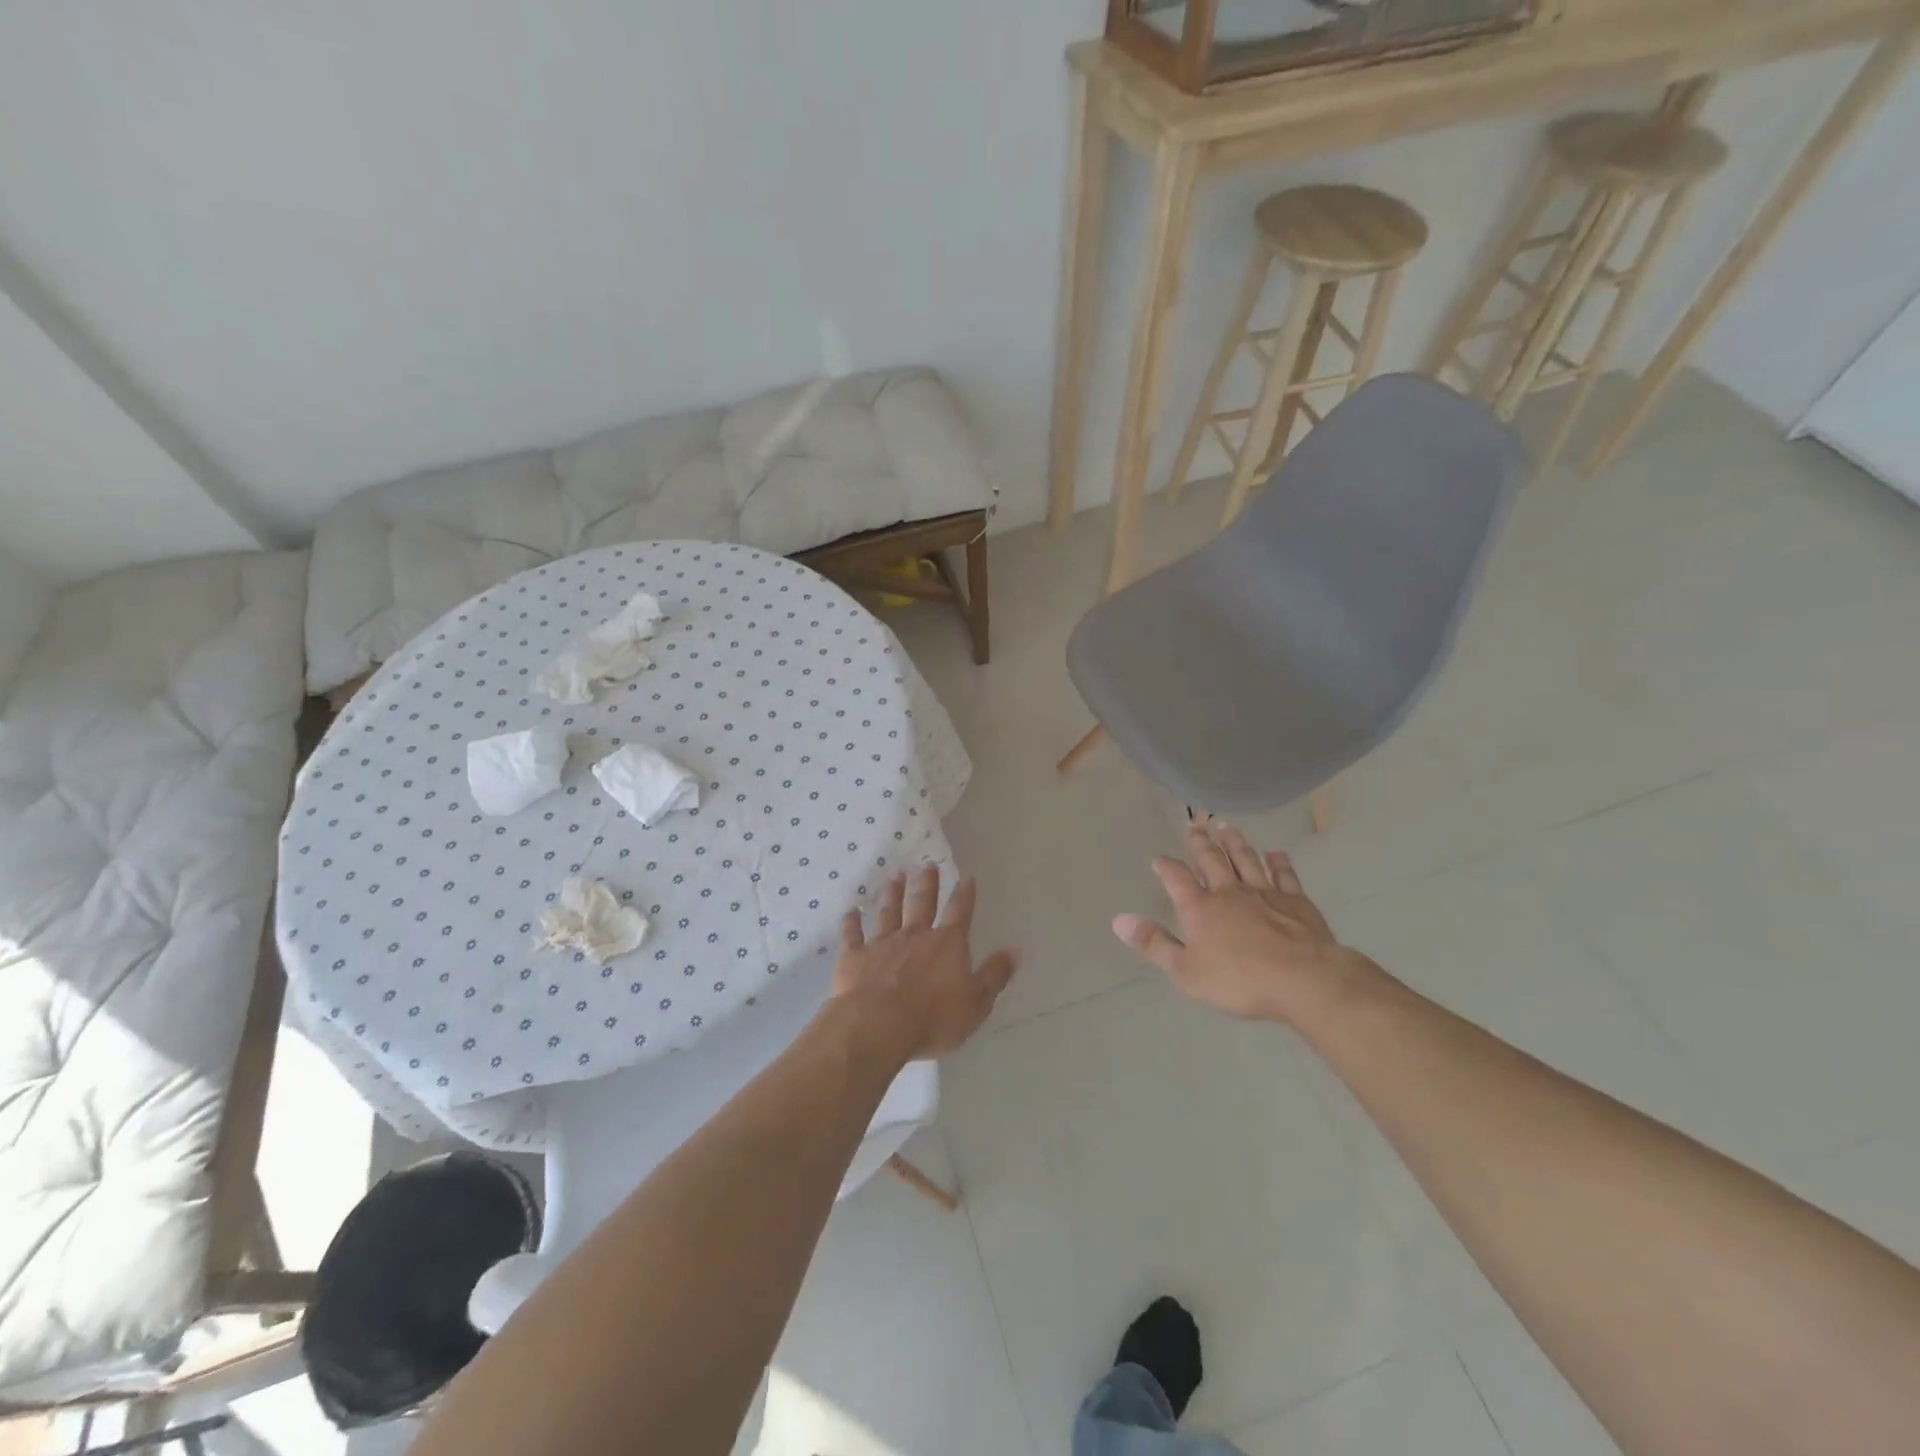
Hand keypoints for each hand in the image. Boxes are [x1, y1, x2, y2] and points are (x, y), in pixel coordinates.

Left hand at [831, 865, 1018, 1058]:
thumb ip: (994, 975)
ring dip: (892, 894)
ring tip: (894, 877)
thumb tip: (1016, 949)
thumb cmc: (933, 1018)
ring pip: (889, 912)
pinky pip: (853, 934)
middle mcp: (915, 935)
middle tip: (926, 864)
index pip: (960, 912)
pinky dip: (852, 922)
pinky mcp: (855, 956)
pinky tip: (851, 911)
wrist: (878, 1025)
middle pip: (922, 903)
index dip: (965, 894)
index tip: (966, 876)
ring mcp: (883, 943)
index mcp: (947, 944)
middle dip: (926, 883)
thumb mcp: (976, 1002)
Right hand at [1113, 819, 1364, 1023]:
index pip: (1177, 879)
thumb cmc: (1240, 981)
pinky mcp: (1296, 901)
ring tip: (1226, 826)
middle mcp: (1229, 892)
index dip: (1166, 867)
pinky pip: (1284, 875)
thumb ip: (1154, 944)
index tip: (1159, 859)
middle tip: (1194, 824)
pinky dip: (1279, 863)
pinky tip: (1276, 854)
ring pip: (1246, 859)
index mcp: (1200, 908)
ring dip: (1235, 842)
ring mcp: (1265, 893)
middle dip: (1200, 843)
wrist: (1304, 980)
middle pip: (1212, 860)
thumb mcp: (1186, 971)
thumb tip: (1119, 920)